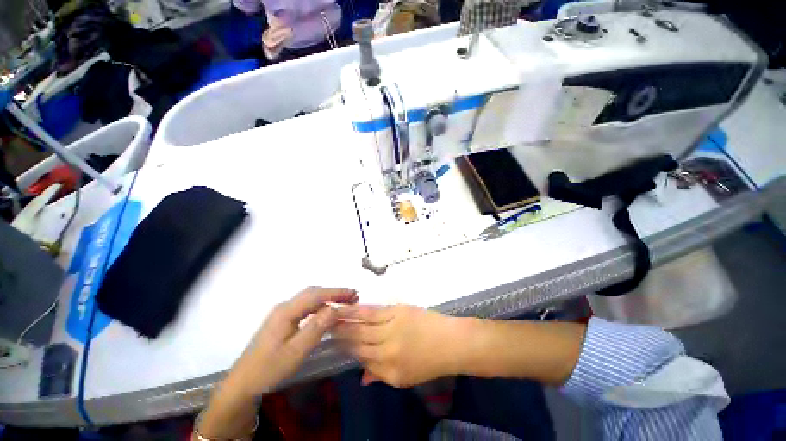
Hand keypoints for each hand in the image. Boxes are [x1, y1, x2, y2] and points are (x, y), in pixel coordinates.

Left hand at [230, 287, 357, 395]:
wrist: (243, 382)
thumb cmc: (270, 368)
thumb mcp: (296, 351)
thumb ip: (316, 328)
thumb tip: (335, 308)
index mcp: (287, 311)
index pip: (316, 294)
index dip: (336, 292)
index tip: (354, 293)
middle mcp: (285, 306)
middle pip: (313, 293)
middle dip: (334, 293)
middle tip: (352, 298)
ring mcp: (282, 312)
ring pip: (309, 298)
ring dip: (327, 298)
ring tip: (343, 303)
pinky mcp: (282, 320)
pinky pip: (305, 306)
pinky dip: (319, 305)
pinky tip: (326, 312)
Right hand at [334, 305, 463, 387]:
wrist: (450, 341)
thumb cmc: (429, 362)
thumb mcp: (405, 378)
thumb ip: (381, 375)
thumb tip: (362, 377)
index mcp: (389, 369)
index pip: (360, 358)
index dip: (346, 349)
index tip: (335, 342)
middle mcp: (387, 349)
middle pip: (357, 340)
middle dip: (340, 333)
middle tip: (325, 325)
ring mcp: (392, 327)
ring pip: (363, 323)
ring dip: (345, 318)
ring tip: (331, 313)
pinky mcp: (398, 311)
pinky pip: (374, 311)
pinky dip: (360, 309)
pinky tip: (350, 306)